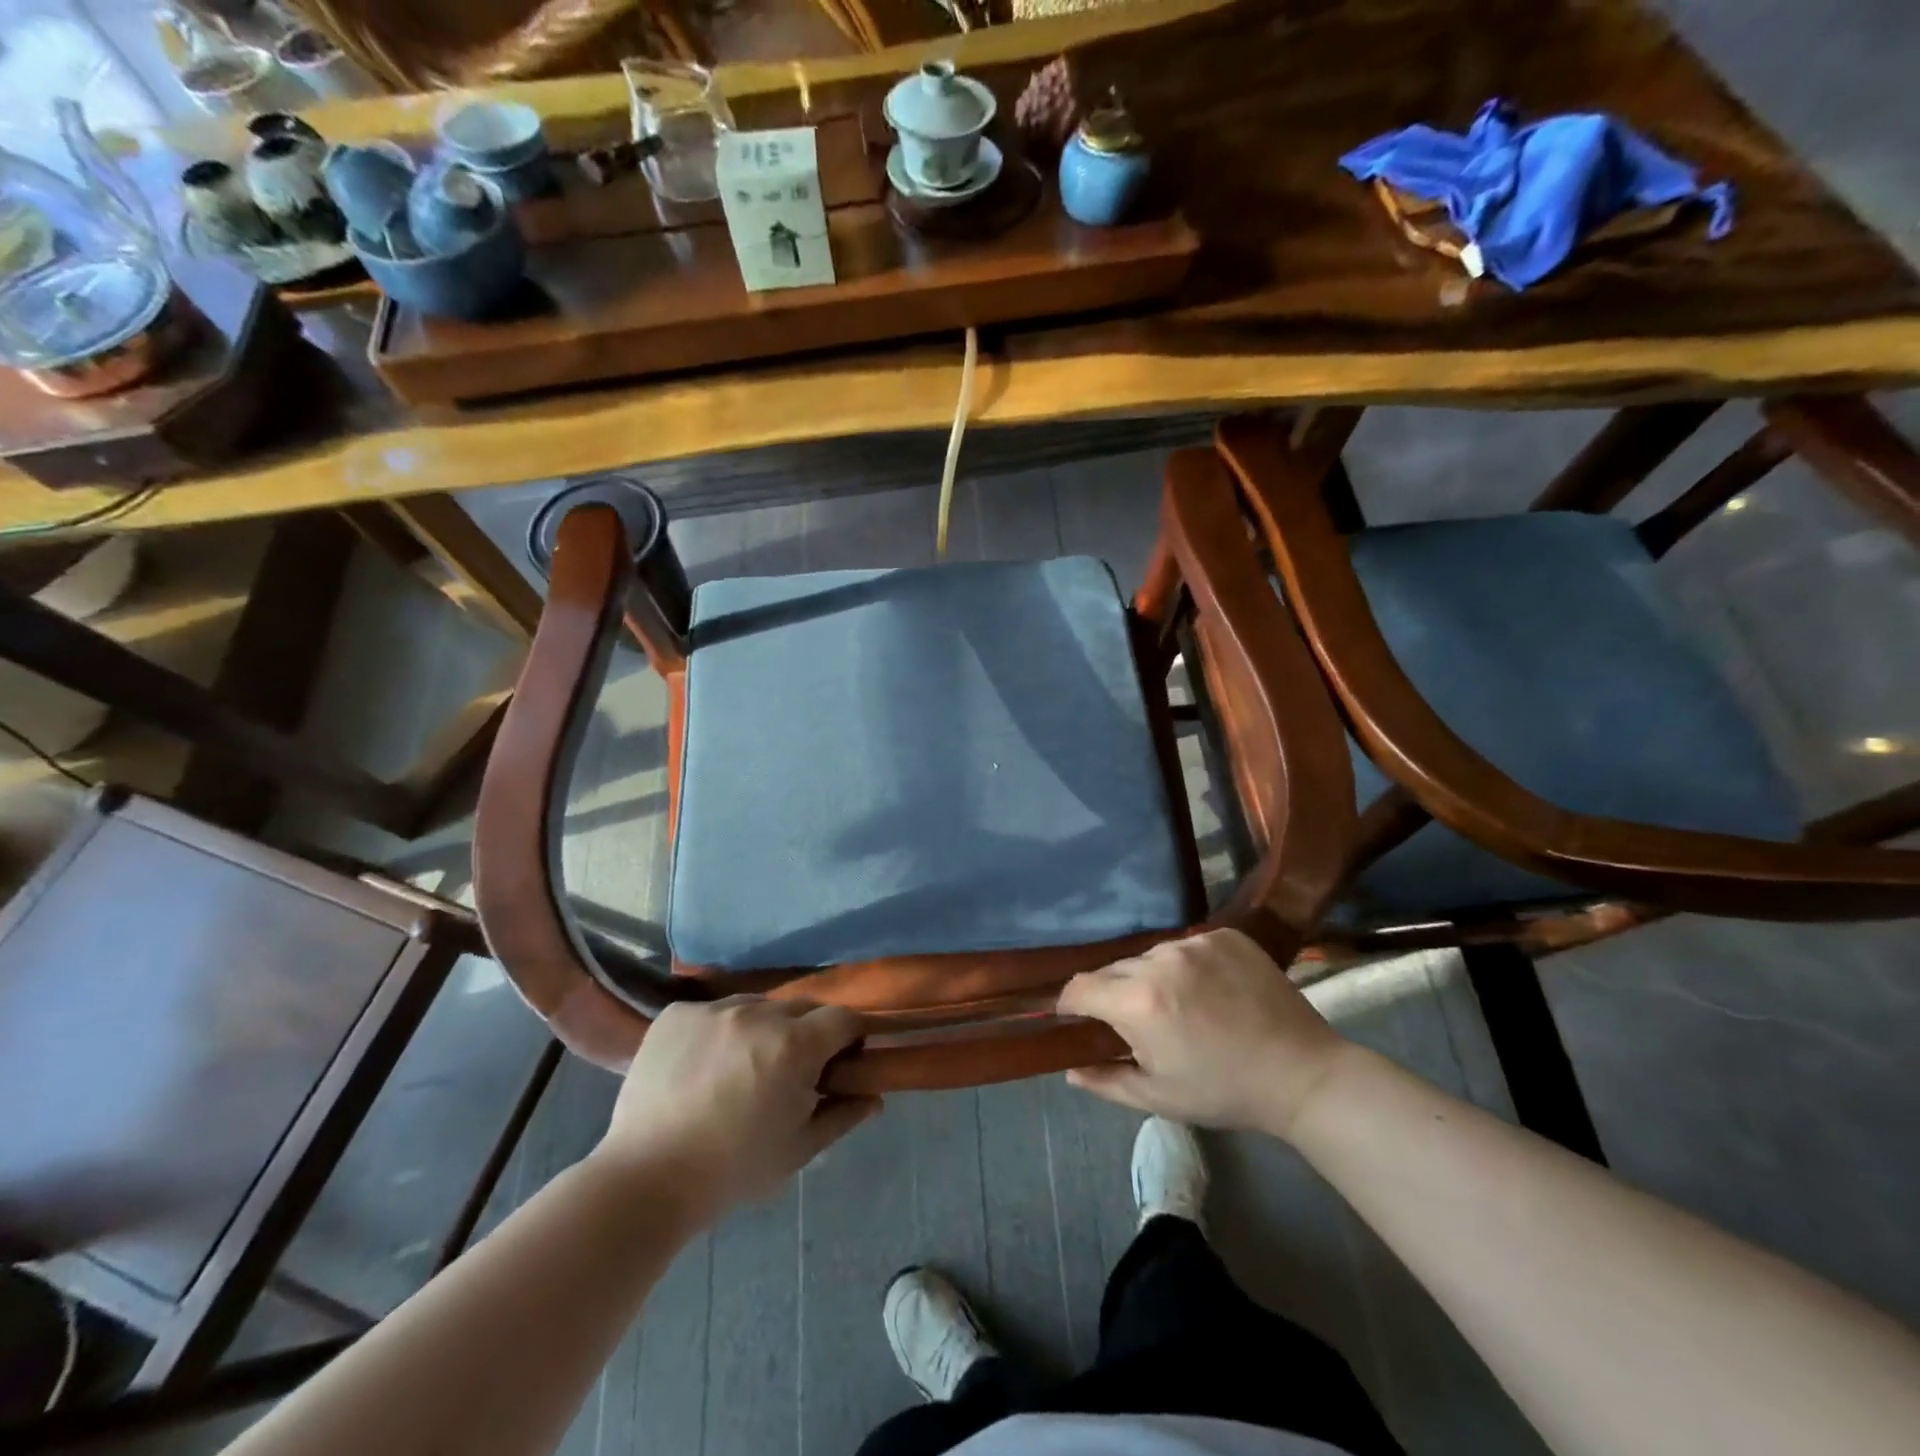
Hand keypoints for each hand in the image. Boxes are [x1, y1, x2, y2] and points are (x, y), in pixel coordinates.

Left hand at [591, 997, 880, 1224]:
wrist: (644, 1180)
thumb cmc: (732, 1171)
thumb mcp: (798, 1150)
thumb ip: (842, 1115)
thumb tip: (874, 1097)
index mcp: (795, 1045)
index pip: (844, 1019)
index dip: (850, 1038)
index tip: (840, 1062)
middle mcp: (758, 1013)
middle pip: (801, 1009)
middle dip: (806, 1034)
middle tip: (789, 1072)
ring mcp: (713, 1009)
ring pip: (756, 1006)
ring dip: (761, 1029)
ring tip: (741, 1068)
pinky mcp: (677, 1013)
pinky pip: (713, 1012)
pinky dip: (718, 1031)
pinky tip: (703, 1066)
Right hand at [1057, 928, 1351, 1138]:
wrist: (1303, 1074)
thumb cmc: (1224, 1091)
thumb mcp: (1158, 1097)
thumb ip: (1105, 1080)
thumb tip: (1069, 1069)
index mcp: (1139, 1001)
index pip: (1080, 987)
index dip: (1070, 1004)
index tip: (1075, 1018)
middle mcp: (1161, 960)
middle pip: (1114, 968)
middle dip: (1113, 994)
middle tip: (1134, 1022)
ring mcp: (1195, 942)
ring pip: (1150, 955)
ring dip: (1150, 977)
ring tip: (1177, 1005)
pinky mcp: (1224, 934)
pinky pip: (1186, 945)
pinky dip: (1186, 965)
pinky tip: (1208, 990)